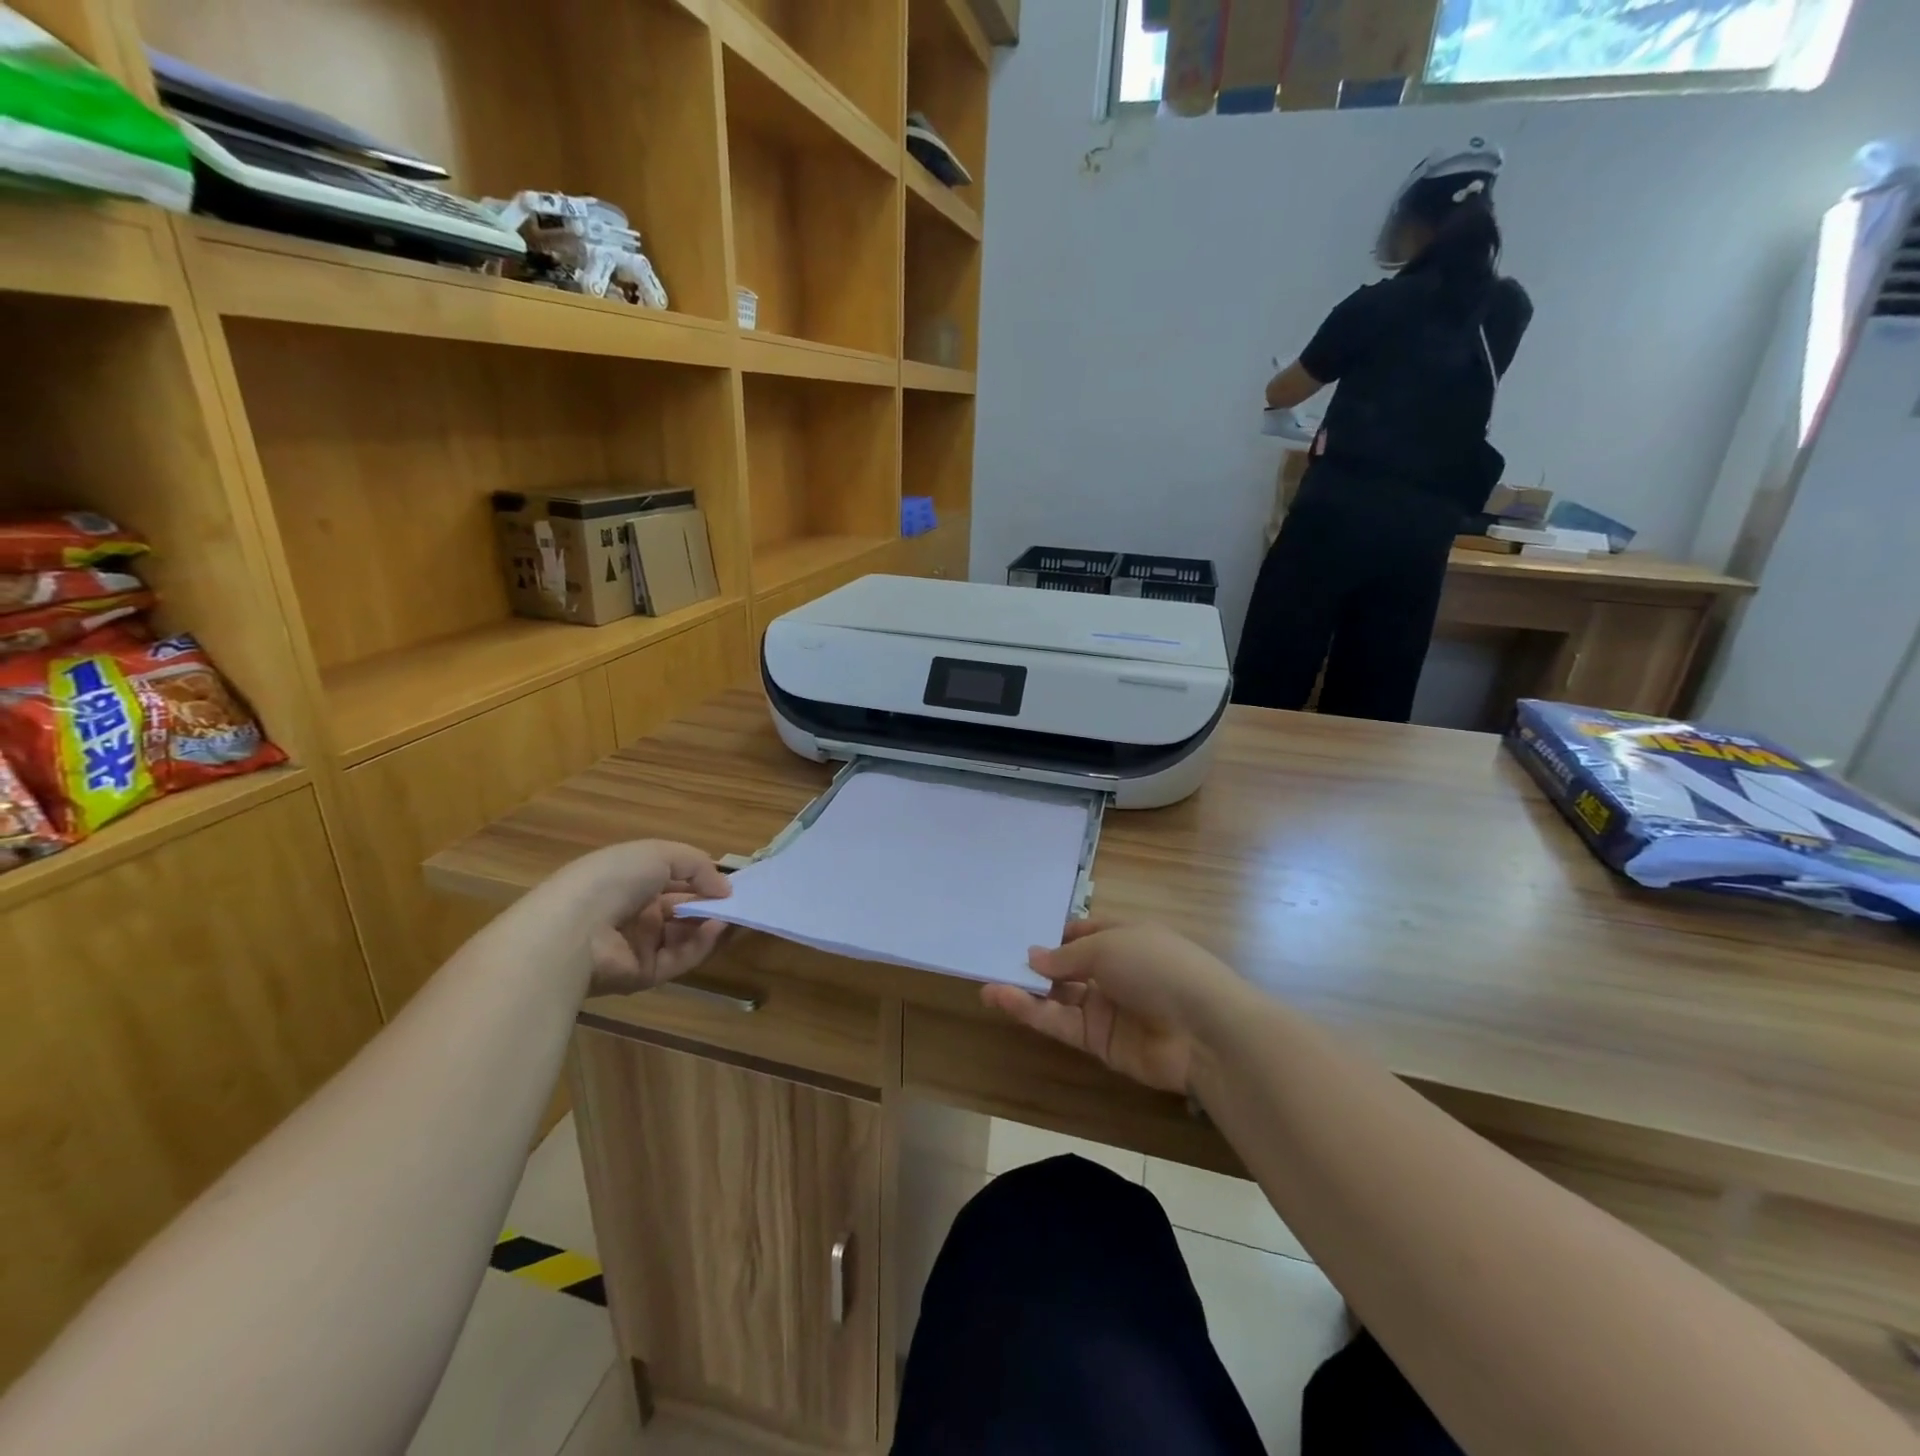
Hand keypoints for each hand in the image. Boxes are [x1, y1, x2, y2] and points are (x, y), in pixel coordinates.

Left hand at [545, 841, 732, 996]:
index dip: (701, 881)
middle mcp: (633, 912)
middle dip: (709, 905)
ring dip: (709, 924)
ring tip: (730, 915)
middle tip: (737, 902)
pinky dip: (700, 945)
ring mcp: (637, 945)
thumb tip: (725, 889)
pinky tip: (716, 929)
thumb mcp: (660, 854)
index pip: (673, 881)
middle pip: (680, 910)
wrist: (575, 927)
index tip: (728, 883)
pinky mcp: (642, 974)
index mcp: (631, 880)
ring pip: (683, 936)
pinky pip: (678, 958)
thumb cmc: (616, 878)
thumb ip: (698, 866)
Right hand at [980, 921, 1239, 1093]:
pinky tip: (1003, 999)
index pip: (1084, 933)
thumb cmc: (1157, 967)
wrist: (1203, 1030)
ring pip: (1058, 998)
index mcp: (1125, 938)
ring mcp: (1107, 1009)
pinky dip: (1032, 1012)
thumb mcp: (1108, 947)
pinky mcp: (1099, 1043)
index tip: (1020, 934)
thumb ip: (1066, 956)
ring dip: (1025, 991)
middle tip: (995, 960)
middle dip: (1036, 965)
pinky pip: (1061, 1024)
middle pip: (1068, 967)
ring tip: (986, 984)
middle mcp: (1115, 971)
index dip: (1055, 935)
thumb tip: (1033, 956)